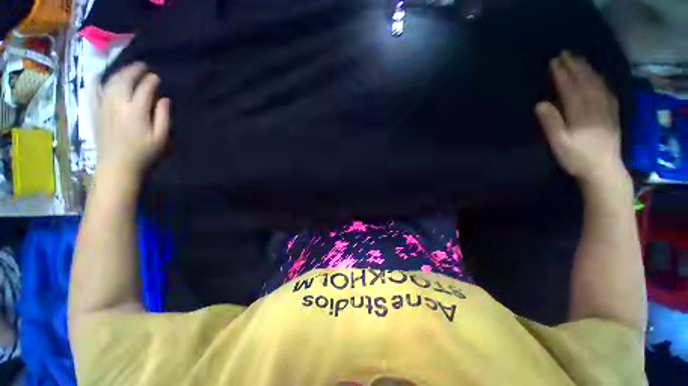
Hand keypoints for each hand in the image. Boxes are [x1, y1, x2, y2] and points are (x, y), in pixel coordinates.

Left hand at [95, 63, 169, 181]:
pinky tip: (100, 75)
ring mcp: (103, 105)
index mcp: (136, 110)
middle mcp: (117, 103)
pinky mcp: (95, 111)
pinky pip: (92, 90)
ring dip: (120, 72)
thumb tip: (164, 99)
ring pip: (110, 81)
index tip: (157, 78)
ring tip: (127, 70)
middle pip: (125, 79)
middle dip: (135, 70)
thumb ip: (163, 116)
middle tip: (143, 67)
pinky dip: (96, 80)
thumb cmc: (144, 153)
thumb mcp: (161, 137)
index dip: (151, 80)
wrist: (117, 165)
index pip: (145, 88)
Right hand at [535, 52, 627, 187]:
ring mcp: (606, 109)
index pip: (570, 87)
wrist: (604, 170)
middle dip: (575, 66)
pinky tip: (598, 76)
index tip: (555, 61)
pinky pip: (608, 91)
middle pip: (585, 81)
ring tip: (580, 59)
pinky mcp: (612, 114)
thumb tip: (540, 104)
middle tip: (566, 53)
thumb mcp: (559, 144)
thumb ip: (551, 123)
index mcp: (581, 112)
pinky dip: (601, 80)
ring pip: (598, 83)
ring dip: (588, 70)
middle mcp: (595, 106)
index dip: (562, 74)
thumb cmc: (577, 158)